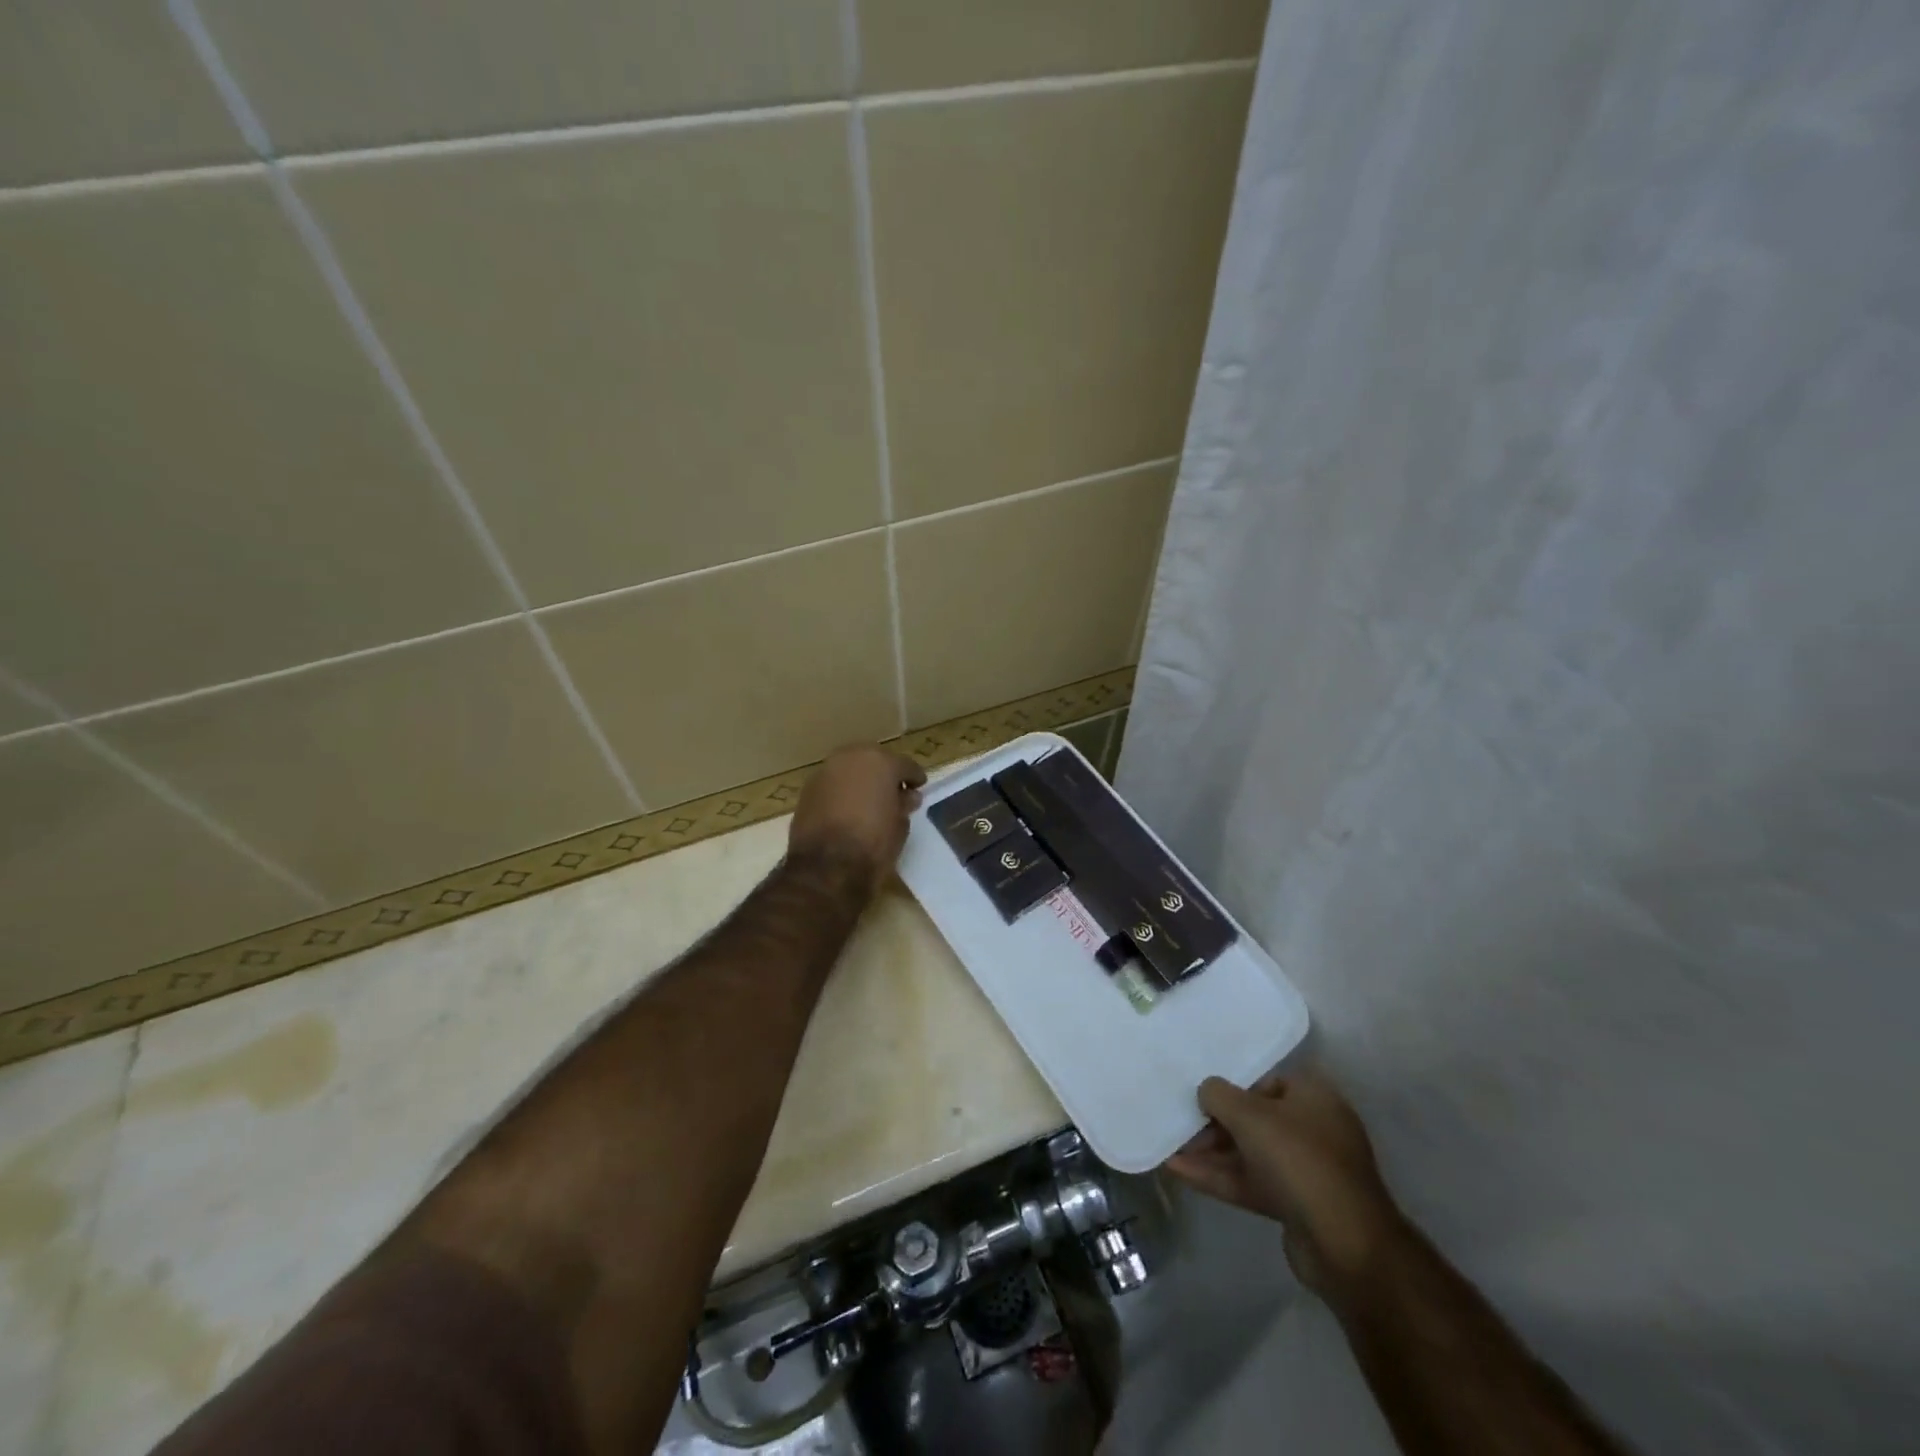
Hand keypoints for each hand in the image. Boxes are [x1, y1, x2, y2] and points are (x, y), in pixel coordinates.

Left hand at [788, 745, 927, 895]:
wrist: (826, 867)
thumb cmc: (873, 844)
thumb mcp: (900, 826)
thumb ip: (904, 804)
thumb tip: (907, 796)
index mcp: (881, 762)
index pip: (904, 765)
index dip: (914, 777)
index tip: (919, 787)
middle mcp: (851, 758)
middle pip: (874, 760)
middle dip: (884, 774)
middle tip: (893, 792)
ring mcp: (825, 771)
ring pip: (849, 770)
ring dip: (860, 781)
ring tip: (868, 801)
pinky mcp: (807, 790)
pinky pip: (832, 784)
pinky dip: (841, 792)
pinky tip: (847, 809)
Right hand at [1165, 1065, 1402, 1295]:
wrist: (1344, 1245)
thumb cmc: (1298, 1160)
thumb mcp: (1249, 1115)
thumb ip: (1218, 1094)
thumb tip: (1206, 1091)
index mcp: (1313, 1097)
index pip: (1266, 1082)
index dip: (1233, 1088)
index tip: (1202, 1098)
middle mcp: (1313, 1129)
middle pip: (1255, 1119)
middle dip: (1215, 1124)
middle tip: (1181, 1126)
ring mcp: (1305, 1170)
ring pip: (1250, 1153)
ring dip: (1211, 1152)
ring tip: (1170, 1148)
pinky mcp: (1295, 1205)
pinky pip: (1251, 1182)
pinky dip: (1219, 1177)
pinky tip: (1179, 1172)